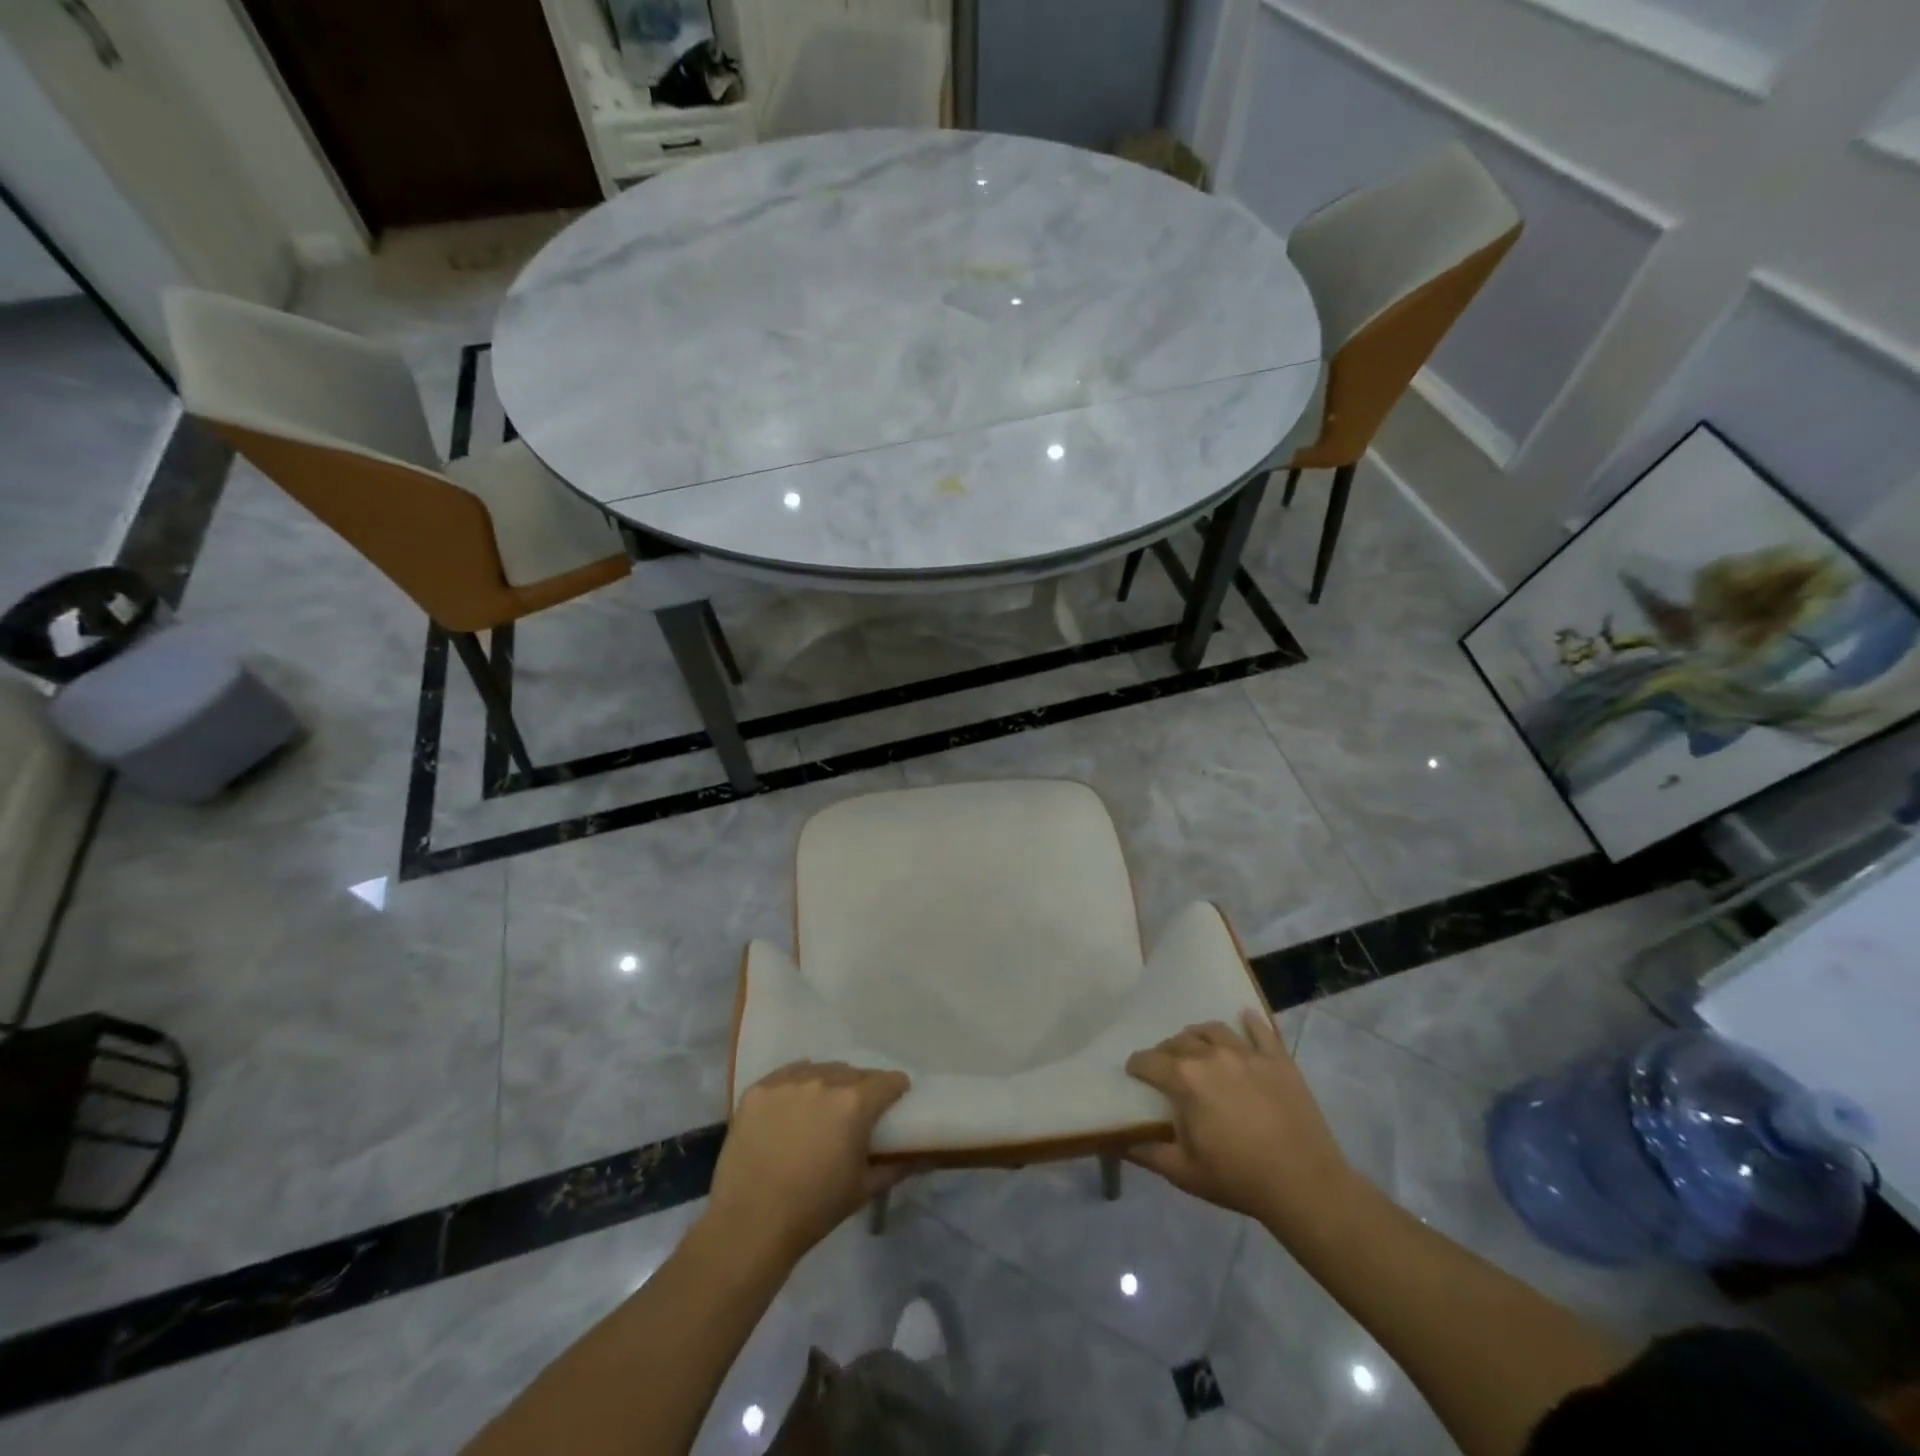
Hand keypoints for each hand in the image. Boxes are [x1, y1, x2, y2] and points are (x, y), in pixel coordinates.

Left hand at [708, 1060, 910, 1262]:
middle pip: (854, 1073)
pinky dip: (796, 1085)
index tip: (894, 1104)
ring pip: (821, 1070)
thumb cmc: (815, 1209)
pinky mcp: (758, 1088)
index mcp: (855, 1103)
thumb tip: (921, 1156)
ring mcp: (788, 1081)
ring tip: (821, 1110)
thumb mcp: (864, 1189)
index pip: (888, 1081)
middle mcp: (824, 1080)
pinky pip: (787, 1074)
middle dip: (861, 1090)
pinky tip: (792, 1108)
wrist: (750, 1225)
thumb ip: (896, 1166)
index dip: (896, 1091)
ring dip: (828, 1085)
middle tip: (855, 1115)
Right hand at [1125, 1010, 1355, 1233]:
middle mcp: (1211, 1055)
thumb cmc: (1238, 1179)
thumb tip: (1119, 1142)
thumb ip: (1148, 1153)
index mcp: (1185, 1080)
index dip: (1137, 1066)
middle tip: (1166, 1067)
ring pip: (1214, 1030)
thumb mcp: (1184, 1173)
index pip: (1149, 1061)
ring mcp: (1247, 1053)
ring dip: (1199, 1035)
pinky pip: (1260, 1030)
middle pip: (1179, 1041)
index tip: (1134, 1073)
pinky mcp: (1278, 1059)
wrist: (1304, 1185)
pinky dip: (1249, 1021)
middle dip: (1166, 1051)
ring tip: (1198, 1046)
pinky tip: (1244, 1017)